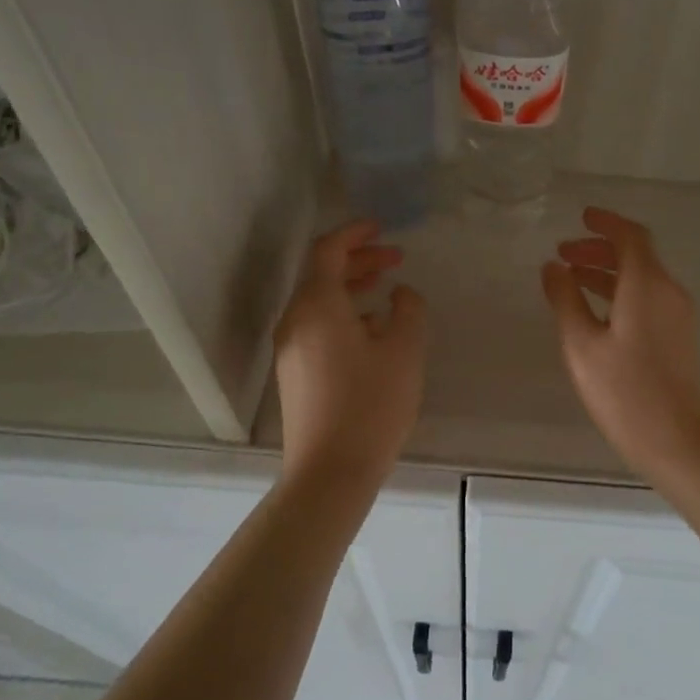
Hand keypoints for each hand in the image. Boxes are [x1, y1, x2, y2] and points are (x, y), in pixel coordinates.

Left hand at [275, 221, 425, 489]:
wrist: (330, 471)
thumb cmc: (371, 405)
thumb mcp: (404, 351)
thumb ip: (409, 310)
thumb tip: (402, 294)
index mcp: (317, 306)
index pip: (328, 251)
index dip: (355, 234)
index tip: (382, 227)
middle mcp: (295, 321)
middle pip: (322, 275)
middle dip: (359, 260)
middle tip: (396, 258)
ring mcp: (290, 349)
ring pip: (319, 302)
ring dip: (352, 287)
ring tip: (387, 289)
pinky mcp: (294, 373)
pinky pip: (317, 326)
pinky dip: (343, 313)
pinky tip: (372, 330)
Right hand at [542, 207, 699, 479]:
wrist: (677, 440)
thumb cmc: (624, 391)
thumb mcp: (581, 344)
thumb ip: (565, 299)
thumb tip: (553, 267)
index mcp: (647, 284)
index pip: (630, 236)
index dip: (605, 222)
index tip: (580, 217)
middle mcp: (668, 291)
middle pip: (637, 254)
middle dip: (599, 248)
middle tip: (563, 254)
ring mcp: (677, 314)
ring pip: (642, 277)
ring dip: (608, 271)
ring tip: (571, 279)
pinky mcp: (678, 336)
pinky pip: (648, 297)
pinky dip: (621, 291)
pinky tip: (595, 310)